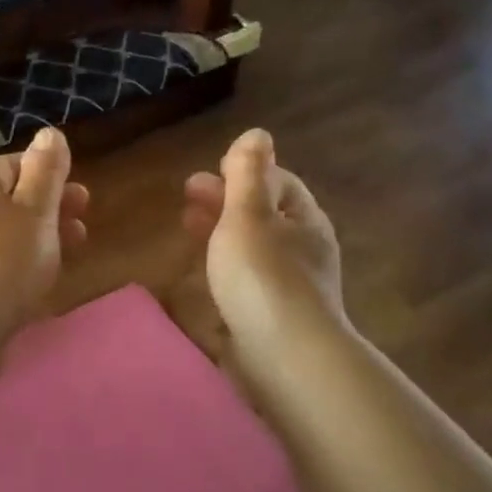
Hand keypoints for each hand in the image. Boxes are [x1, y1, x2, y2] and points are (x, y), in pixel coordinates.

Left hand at [0, 127, 88, 338]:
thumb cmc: (4, 260)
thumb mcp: (36, 210)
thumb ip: (46, 171)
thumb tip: (49, 132)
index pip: (12, 165)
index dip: (49, 174)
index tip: (79, 194)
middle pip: (10, 200)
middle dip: (51, 208)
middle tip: (84, 221)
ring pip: (5, 231)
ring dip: (41, 235)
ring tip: (73, 249)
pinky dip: (21, 260)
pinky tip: (40, 276)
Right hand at [182, 129, 345, 351]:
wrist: (284, 358)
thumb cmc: (263, 276)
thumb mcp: (248, 215)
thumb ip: (247, 174)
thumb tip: (258, 133)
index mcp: (304, 220)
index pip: (279, 182)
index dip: (245, 172)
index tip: (210, 171)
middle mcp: (303, 250)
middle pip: (263, 215)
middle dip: (225, 202)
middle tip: (186, 199)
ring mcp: (291, 286)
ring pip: (253, 249)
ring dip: (221, 233)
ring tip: (188, 230)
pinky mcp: (274, 316)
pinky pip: (248, 281)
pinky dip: (225, 267)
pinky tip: (204, 275)